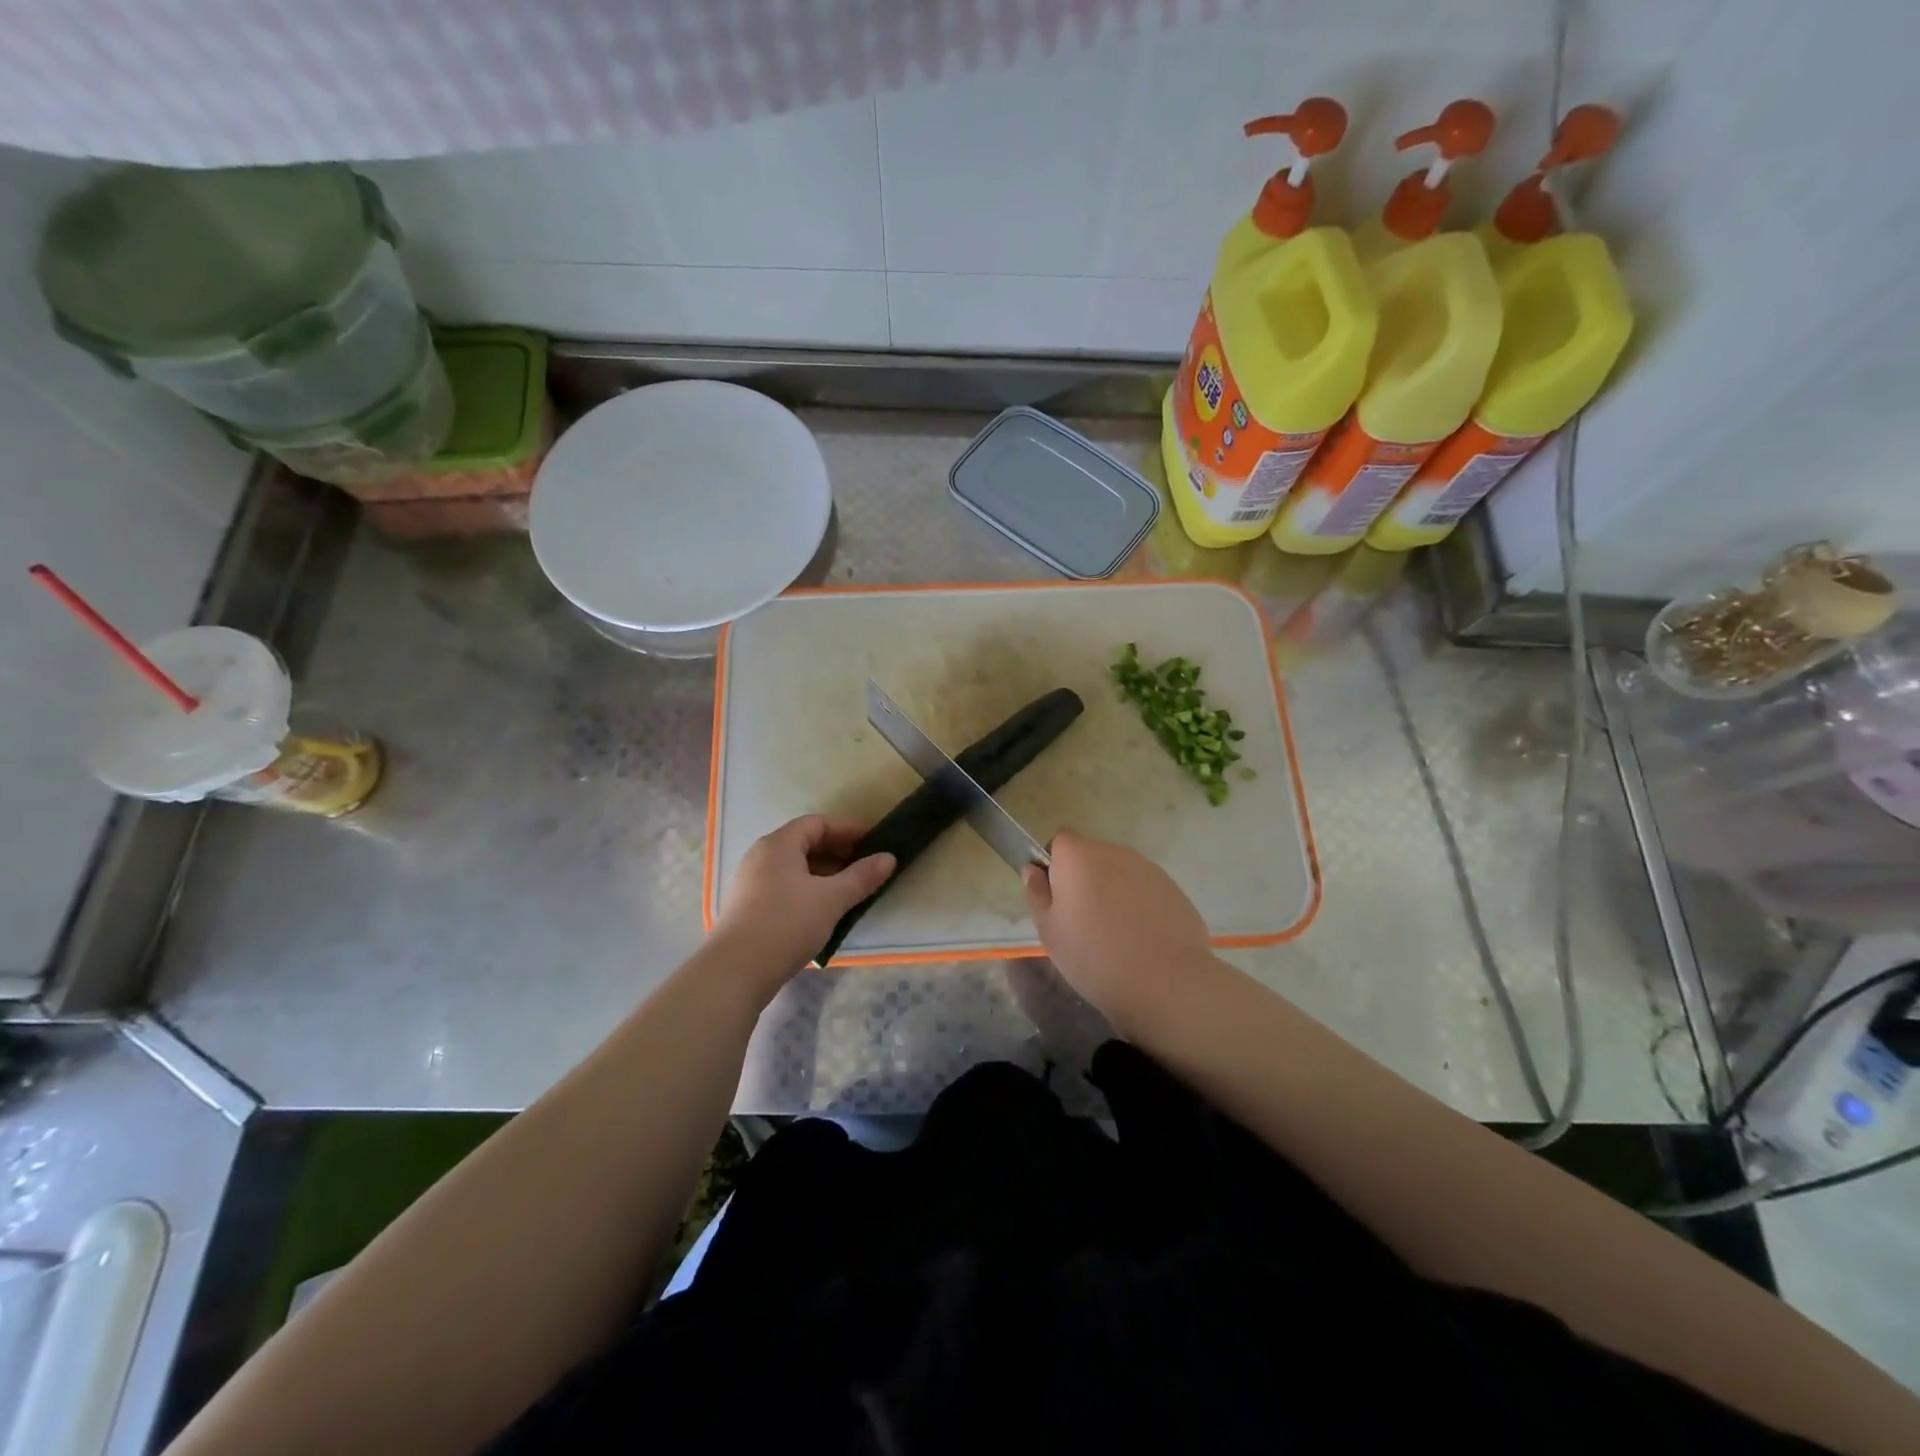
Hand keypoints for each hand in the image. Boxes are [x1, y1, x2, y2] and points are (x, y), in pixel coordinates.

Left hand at [713, 816, 895, 995]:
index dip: (848, 830)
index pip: (817, 823)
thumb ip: (862, 876)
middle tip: (866, 867)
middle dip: (838, 852)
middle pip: (805, 843)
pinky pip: (786, 886)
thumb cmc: (786, 923)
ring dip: (825, 874)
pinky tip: (825, 910)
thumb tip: (889, 857)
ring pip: (796, 867)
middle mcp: (761, 856)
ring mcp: (752, 882)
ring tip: (850, 890)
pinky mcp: (750, 907)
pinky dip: (809, 889)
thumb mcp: (831, 899)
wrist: (735, 971)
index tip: (874, 842)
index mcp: (779, 844)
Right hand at [1023, 830, 1214, 1033]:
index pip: (1060, 840)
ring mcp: (1148, 869)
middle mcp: (1114, 852)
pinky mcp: (1173, 889)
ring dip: (1113, 891)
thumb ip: (1037, 893)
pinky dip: (1139, 905)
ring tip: (1116, 934)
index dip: (1055, 863)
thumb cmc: (1093, 957)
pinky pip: (1145, 889)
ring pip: (1120, 872)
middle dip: (1084, 879)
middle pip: (1091, 855)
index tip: (1057, 896)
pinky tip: (1142, 939)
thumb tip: (1032, 869)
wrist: (1165, 983)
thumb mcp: (1049, 931)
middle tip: (1083, 921)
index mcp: (1078, 857)